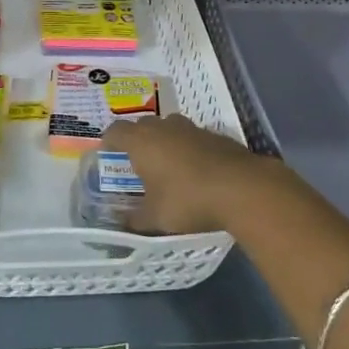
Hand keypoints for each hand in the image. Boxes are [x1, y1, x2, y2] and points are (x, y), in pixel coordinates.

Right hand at [102, 114, 287, 235]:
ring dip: (165, 141)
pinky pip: (193, 137)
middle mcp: (164, 127)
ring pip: (170, 127)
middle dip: (137, 140)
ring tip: (167, 165)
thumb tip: (121, 223)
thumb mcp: (155, 218)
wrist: (241, 188)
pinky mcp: (215, 135)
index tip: (108, 153)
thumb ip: (134, 220)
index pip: (116, 131)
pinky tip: (196, 170)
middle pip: (143, 125)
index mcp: (142, 142)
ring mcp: (192, 128)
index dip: (109, 141)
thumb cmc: (188, 200)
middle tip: (137, 162)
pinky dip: (189, 148)